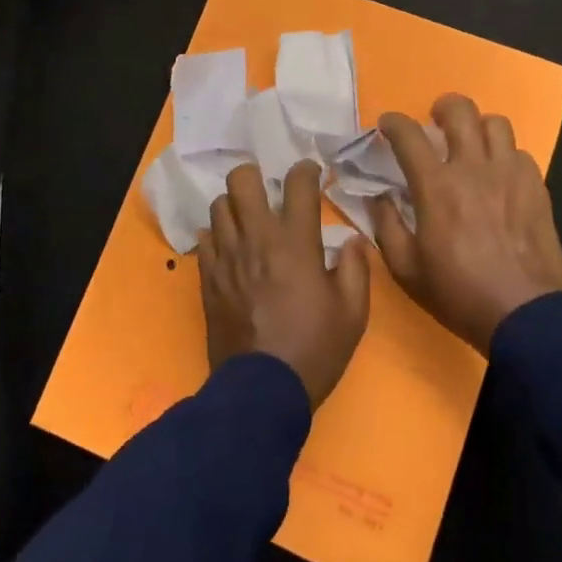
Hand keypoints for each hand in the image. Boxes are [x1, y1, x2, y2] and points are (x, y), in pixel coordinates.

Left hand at [198, 160, 370, 408]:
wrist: (261, 390)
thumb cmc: (315, 349)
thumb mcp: (353, 313)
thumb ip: (356, 269)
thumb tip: (351, 240)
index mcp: (296, 242)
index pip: (298, 184)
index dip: (306, 170)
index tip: (310, 172)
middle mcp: (257, 239)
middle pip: (242, 180)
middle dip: (256, 176)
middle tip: (268, 191)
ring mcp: (227, 257)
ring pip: (218, 205)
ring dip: (234, 206)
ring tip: (247, 219)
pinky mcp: (208, 278)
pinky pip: (204, 239)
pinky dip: (217, 235)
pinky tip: (230, 248)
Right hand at [372, 94, 561, 354]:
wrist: (525, 314)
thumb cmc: (458, 293)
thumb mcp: (406, 268)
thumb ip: (386, 225)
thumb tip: (379, 196)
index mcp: (436, 186)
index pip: (408, 135)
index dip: (393, 122)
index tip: (387, 125)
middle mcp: (473, 168)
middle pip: (460, 111)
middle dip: (442, 107)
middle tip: (435, 123)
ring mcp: (510, 174)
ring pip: (496, 124)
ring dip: (478, 127)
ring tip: (472, 145)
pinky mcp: (537, 187)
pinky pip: (520, 153)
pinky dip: (505, 155)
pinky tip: (500, 176)